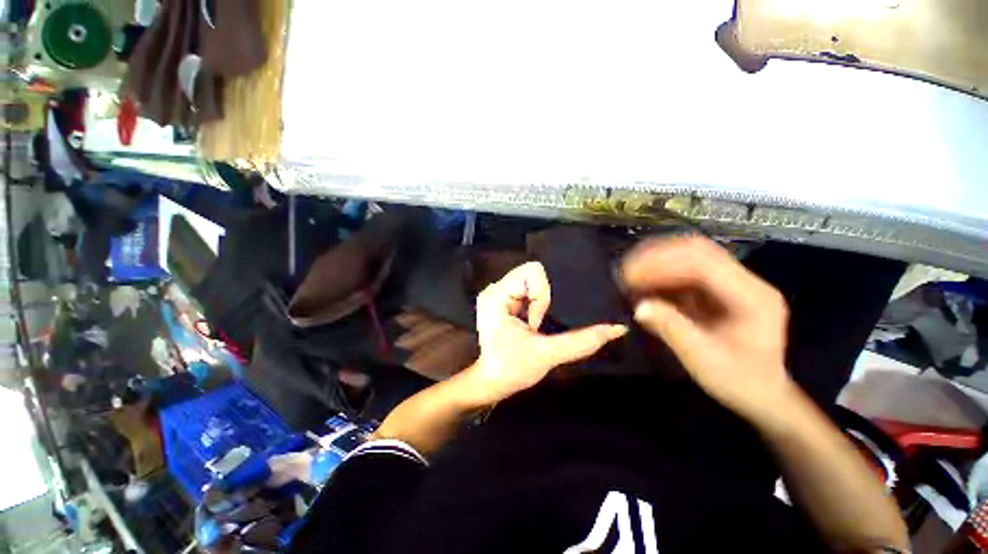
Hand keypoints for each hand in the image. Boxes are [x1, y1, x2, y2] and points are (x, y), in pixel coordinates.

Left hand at [466, 262, 627, 403]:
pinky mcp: (504, 299)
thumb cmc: (513, 369)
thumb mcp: (548, 354)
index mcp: (496, 295)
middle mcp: (495, 288)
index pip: (531, 272)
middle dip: (541, 297)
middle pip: (531, 272)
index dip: (541, 295)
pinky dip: (537, 303)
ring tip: (536, 325)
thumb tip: (617, 328)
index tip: (536, 323)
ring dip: (540, 301)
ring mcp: (499, 293)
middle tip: (539, 323)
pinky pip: (528, 288)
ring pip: (532, 280)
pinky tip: (534, 320)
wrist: (493, 382)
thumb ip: (582, 341)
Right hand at [620, 236, 793, 418]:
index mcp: (751, 297)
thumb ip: (672, 329)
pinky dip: (661, 273)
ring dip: (656, 262)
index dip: (662, 264)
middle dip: (656, 257)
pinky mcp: (719, 288)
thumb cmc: (737, 381)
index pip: (703, 263)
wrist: (761, 392)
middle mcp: (744, 281)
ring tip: (630, 275)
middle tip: (626, 271)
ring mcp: (732, 282)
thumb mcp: (704, 360)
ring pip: (690, 256)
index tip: (631, 276)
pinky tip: (644, 284)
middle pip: (696, 251)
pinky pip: (685, 270)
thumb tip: (639, 307)